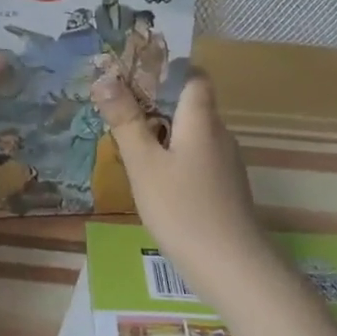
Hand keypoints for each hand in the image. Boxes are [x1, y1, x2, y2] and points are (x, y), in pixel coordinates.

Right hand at [92, 67, 271, 294]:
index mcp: (201, 120)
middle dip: (155, 105)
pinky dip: (174, 160)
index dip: (168, 70)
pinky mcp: (225, 189)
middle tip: (117, 113)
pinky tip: (154, 182)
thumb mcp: (143, 163)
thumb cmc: (182, 208)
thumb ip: (125, 120)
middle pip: (190, 106)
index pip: (194, 77)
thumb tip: (105, 77)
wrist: (231, 266)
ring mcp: (226, 164)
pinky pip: (197, 160)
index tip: (134, 76)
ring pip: (192, 135)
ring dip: (163, 135)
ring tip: (128, 147)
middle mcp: (219, 134)